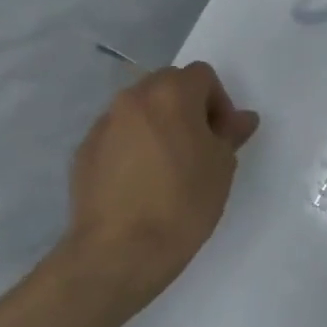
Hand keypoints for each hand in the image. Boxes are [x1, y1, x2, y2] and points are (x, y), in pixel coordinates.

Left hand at [55, 62, 259, 310]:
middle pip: (167, 85)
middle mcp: (132, 99)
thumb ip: (231, 133)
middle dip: (187, 108)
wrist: (121, 251)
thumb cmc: (183, 202)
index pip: (201, 75)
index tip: (221, 136)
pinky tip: (141, 184)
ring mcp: (103, 125)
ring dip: (158, 126)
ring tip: (168, 168)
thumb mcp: (222, 167)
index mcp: (170, 95)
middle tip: (198, 148)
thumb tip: (242, 118)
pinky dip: (133, 147)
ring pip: (139, 110)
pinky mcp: (84, 152)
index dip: (219, 102)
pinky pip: (118, 136)